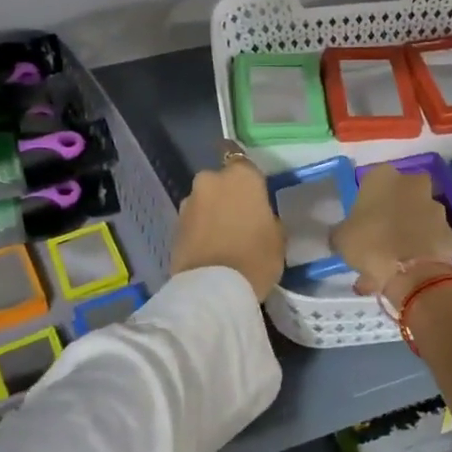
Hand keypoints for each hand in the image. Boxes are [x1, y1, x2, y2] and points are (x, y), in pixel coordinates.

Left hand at [170, 153, 284, 300]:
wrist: (213, 290)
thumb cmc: (255, 257)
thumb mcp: (278, 236)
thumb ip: (267, 216)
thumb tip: (259, 216)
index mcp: (240, 176)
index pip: (243, 161)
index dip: (248, 177)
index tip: (254, 192)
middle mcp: (210, 180)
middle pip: (221, 181)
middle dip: (227, 194)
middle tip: (240, 217)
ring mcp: (188, 203)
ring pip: (205, 201)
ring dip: (212, 212)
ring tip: (224, 237)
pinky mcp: (174, 226)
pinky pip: (194, 221)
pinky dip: (200, 229)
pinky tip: (211, 248)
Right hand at [330, 167, 451, 302]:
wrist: (412, 271)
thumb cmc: (370, 244)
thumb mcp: (341, 238)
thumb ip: (342, 232)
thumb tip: (343, 235)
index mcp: (383, 177)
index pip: (371, 182)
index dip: (366, 203)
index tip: (361, 222)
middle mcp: (412, 184)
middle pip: (400, 196)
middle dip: (392, 213)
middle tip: (380, 237)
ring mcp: (435, 206)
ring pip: (416, 218)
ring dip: (407, 234)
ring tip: (392, 263)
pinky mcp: (449, 231)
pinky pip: (429, 238)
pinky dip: (420, 250)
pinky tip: (407, 271)